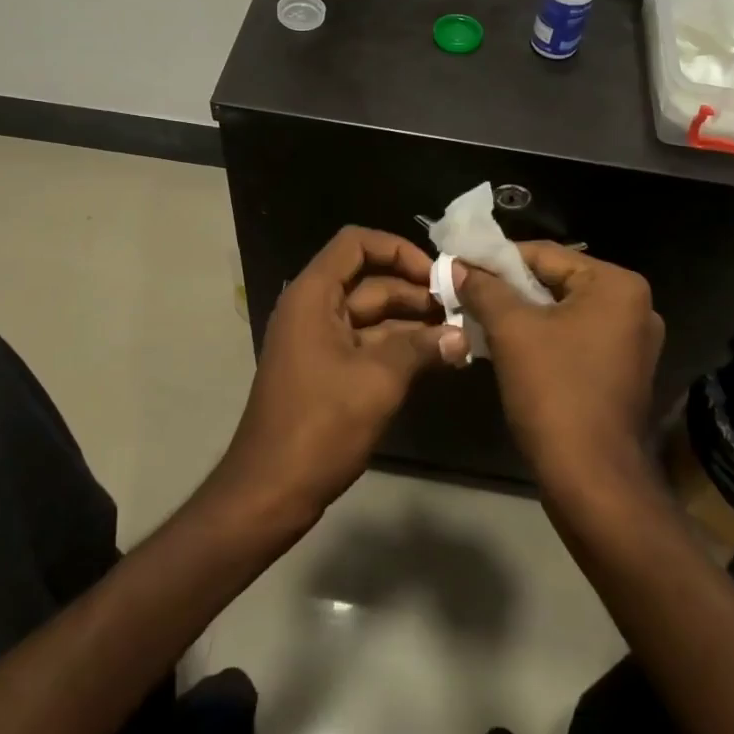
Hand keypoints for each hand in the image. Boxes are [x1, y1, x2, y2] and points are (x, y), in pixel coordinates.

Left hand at [218, 227, 468, 523]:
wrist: (271, 489)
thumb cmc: (320, 425)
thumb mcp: (377, 381)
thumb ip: (421, 349)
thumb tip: (462, 336)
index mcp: (313, 296)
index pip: (355, 244)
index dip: (397, 249)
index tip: (435, 274)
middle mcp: (313, 309)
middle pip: (369, 281)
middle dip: (415, 292)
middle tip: (461, 309)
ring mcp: (319, 341)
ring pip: (372, 316)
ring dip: (413, 324)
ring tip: (459, 335)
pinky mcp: (327, 370)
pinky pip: (367, 345)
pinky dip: (399, 349)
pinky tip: (438, 359)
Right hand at [456, 243, 663, 478]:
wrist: (591, 479)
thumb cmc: (555, 392)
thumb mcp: (512, 331)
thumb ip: (483, 289)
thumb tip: (455, 264)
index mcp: (617, 285)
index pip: (545, 255)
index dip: (495, 260)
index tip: (458, 266)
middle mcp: (634, 306)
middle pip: (554, 282)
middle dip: (507, 290)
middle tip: (464, 293)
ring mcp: (631, 342)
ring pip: (561, 313)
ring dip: (519, 315)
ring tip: (476, 318)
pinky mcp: (620, 372)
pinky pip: (572, 339)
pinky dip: (539, 339)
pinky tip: (504, 346)